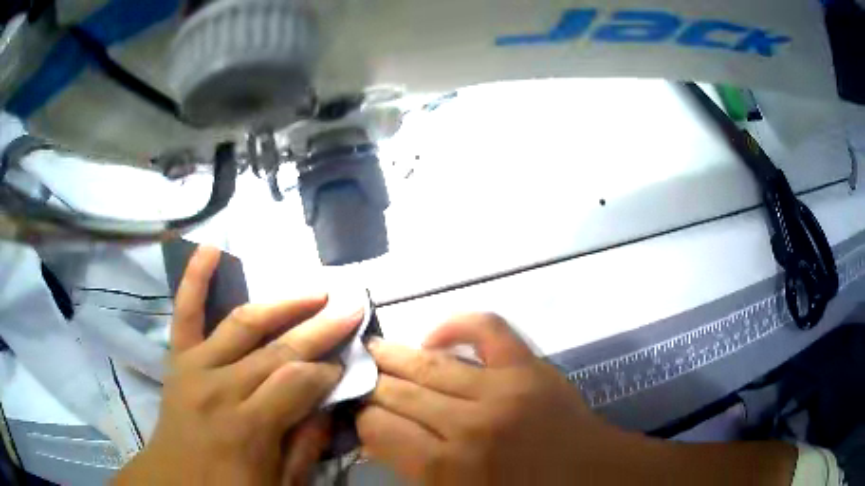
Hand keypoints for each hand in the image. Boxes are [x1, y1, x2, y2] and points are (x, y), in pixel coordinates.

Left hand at [115, 246, 361, 485]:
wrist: (175, 483)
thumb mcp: (280, 485)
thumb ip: (305, 447)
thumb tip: (328, 405)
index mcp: (248, 426)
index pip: (299, 383)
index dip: (329, 371)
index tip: (349, 363)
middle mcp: (221, 387)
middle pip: (278, 349)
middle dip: (321, 328)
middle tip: (352, 306)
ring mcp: (196, 366)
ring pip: (243, 323)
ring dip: (282, 303)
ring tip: (315, 290)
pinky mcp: (179, 358)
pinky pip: (185, 312)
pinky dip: (194, 278)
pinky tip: (209, 248)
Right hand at [356, 313, 641, 484]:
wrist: (589, 476)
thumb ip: (413, 473)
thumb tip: (375, 440)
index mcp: (449, 468)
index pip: (379, 428)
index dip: (362, 419)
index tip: (359, 415)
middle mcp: (470, 424)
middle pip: (397, 393)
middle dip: (370, 384)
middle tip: (354, 376)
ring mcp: (504, 388)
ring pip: (429, 364)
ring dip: (394, 355)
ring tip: (372, 350)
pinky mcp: (530, 365)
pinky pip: (487, 329)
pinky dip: (457, 325)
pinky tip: (435, 336)